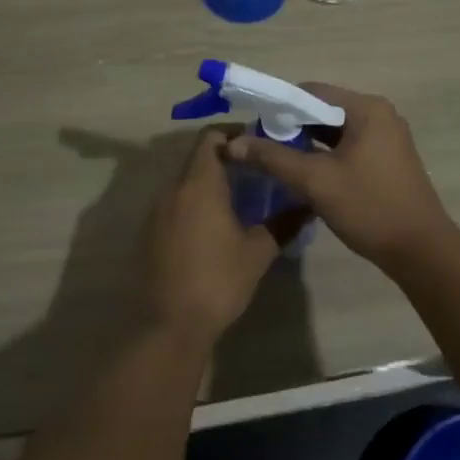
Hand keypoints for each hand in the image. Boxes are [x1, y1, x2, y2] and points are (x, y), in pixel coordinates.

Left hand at [142, 127, 294, 349]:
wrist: (167, 326)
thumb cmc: (216, 282)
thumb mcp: (256, 253)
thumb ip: (283, 224)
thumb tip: (308, 205)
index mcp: (199, 183)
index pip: (212, 136)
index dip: (235, 134)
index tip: (259, 145)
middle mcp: (174, 187)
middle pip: (199, 156)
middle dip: (227, 158)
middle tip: (257, 170)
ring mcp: (157, 210)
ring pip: (186, 180)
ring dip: (210, 181)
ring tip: (241, 196)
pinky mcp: (150, 231)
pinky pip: (176, 202)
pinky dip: (195, 201)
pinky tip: (215, 224)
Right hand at [227, 83, 451, 269]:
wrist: (422, 252)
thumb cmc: (369, 207)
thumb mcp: (315, 181)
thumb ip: (273, 158)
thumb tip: (233, 143)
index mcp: (366, 108)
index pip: (311, 91)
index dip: (279, 106)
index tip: (254, 126)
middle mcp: (379, 114)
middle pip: (324, 108)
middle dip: (292, 125)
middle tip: (261, 145)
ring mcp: (387, 136)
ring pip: (335, 129)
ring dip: (307, 141)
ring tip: (277, 158)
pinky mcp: (388, 158)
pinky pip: (349, 144)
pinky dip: (326, 153)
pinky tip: (305, 171)